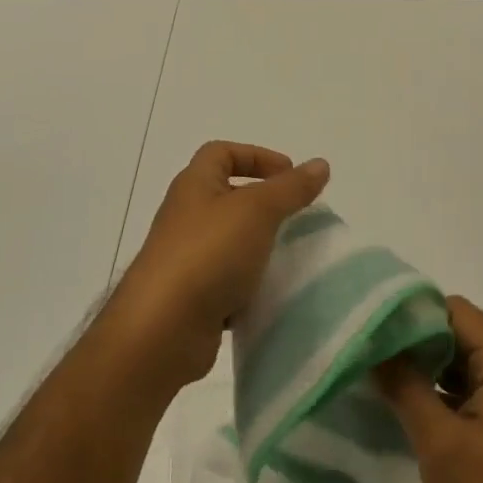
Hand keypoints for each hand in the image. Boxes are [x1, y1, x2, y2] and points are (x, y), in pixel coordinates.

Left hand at [105, 141, 328, 397]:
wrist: (162, 329)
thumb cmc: (208, 253)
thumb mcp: (257, 211)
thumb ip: (290, 188)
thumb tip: (320, 164)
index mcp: (194, 185)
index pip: (222, 153)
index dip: (256, 156)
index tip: (290, 175)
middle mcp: (185, 216)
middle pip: (227, 196)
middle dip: (263, 203)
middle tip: (296, 216)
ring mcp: (186, 259)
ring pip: (230, 241)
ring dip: (259, 245)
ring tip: (290, 255)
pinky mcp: (191, 297)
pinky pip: (227, 281)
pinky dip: (249, 283)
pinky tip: (271, 292)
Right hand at [375, 297, 482, 482]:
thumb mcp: (440, 441)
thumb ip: (404, 387)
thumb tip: (371, 348)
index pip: (453, 310)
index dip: (412, 314)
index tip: (373, 328)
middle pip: (455, 332)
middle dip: (413, 341)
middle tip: (368, 352)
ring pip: (456, 360)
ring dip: (421, 367)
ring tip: (376, 374)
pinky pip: (463, 386)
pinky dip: (434, 390)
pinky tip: (401, 402)